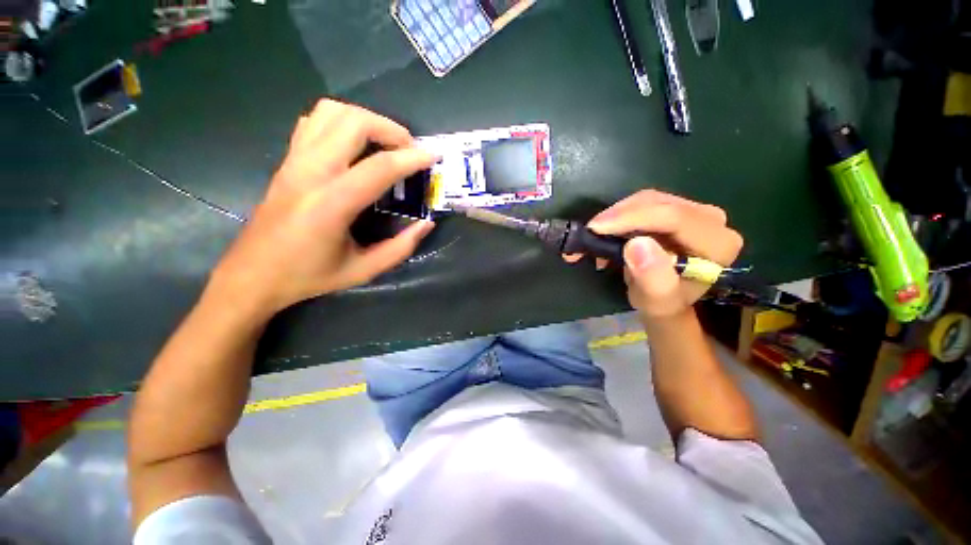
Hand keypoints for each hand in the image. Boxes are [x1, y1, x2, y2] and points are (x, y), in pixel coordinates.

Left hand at [210, 100, 436, 317]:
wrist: (253, 275)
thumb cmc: (309, 276)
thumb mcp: (363, 270)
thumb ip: (400, 248)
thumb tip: (426, 224)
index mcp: (332, 203)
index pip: (380, 167)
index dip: (412, 158)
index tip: (434, 156)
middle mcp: (311, 172)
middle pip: (354, 123)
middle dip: (390, 129)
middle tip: (409, 149)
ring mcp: (294, 161)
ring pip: (331, 112)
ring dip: (366, 120)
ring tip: (385, 143)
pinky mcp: (287, 160)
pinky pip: (314, 122)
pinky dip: (341, 122)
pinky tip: (354, 145)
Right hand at [564, 190, 742, 320]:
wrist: (664, 297)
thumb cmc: (661, 303)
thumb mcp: (656, 301)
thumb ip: (652, 278)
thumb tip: (636, 244)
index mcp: (717, 244)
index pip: (674, 218)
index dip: (632, 218)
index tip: (595, 228)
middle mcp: (711, 220)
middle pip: (658, 204)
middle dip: (618, 216)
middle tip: (588, 233)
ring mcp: (694, 211)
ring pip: (647, 199)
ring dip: (615, 216)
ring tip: (594, 236)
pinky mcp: (676, 209)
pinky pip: (643, 203)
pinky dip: (619, 216)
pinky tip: (606, 231)